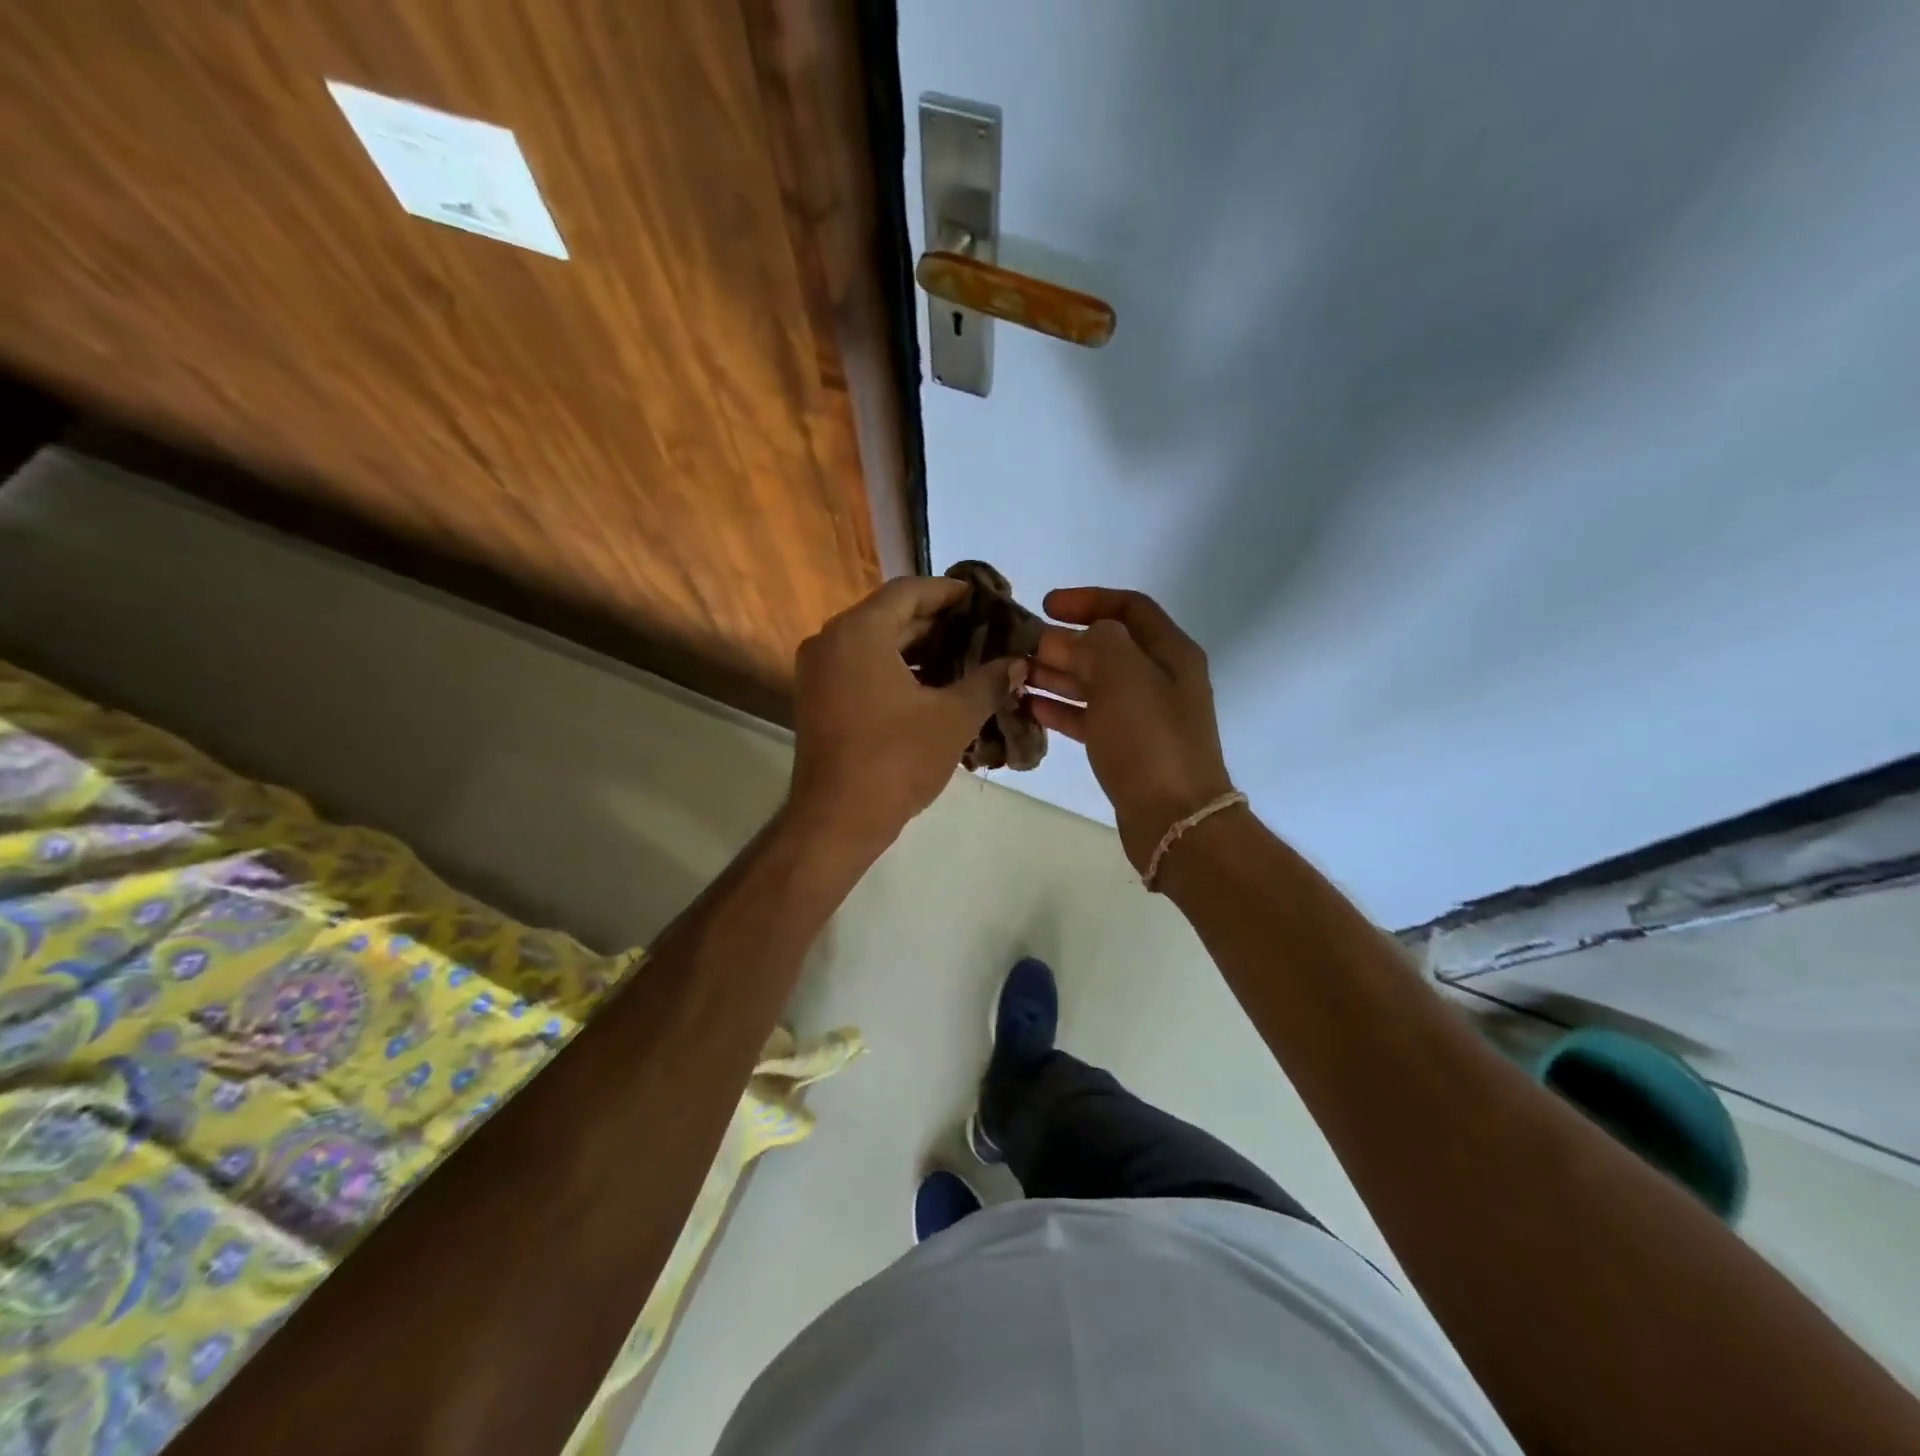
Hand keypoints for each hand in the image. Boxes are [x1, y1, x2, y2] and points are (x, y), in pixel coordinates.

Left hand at [788, 577, 1022, 851]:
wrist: (837, 820)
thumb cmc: (896, 760)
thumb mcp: (953, 718)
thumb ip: (988, 682)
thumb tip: (1018, 664)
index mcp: (858, 632)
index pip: (909, 591)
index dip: (949, 592)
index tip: (983, 598)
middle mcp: (830, 641)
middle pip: (890, 615)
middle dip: (938, 622)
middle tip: (982, 630)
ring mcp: (819, 672)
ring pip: (875, 643)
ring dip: (919, 648)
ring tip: (965, 657)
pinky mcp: (818, 699)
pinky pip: (861, 667)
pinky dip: (896, 669)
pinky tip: (933, 686)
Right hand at [1028, 587, 1233, 872]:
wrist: (1174, 819)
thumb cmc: (1149, 739)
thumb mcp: (1123, 675)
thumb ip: (1095, 642)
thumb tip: (1069, 639)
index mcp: (1170, 653)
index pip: (1129, 607)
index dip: (1088, 600)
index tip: (1046, 605)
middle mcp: (1159, 679)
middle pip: (1106, 647)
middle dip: (1063, 642)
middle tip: (1019, 645)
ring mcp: (1143, 716)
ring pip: (1093, 683)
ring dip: (1055, 674)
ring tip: (1014, 674)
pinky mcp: (1126, 748)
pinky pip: (1088, 717)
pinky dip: (1060, 709)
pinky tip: (1028, 706)